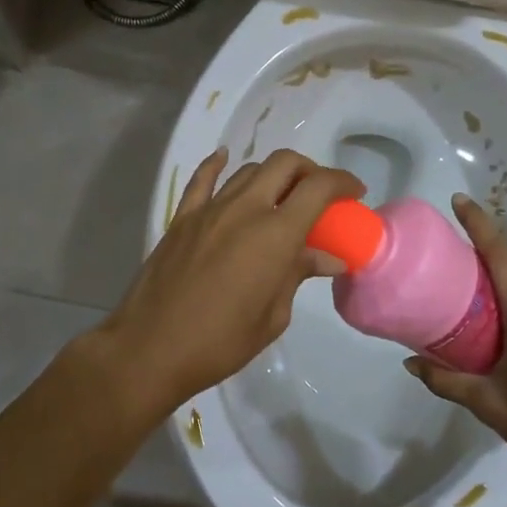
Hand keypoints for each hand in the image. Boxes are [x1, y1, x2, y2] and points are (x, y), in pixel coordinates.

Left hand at [98, 147, 364, 414]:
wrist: (151, 348)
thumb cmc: (221, 342)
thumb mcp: (273, 315)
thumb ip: (298, 275)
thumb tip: (329, 258)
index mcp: (275, 234)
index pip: (318, 187)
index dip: (342, 182)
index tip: (355, 193)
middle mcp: (245, 209)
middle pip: (285, 164)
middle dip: (310, 171)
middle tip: (320, 195)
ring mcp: (209, 209)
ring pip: (249, 170)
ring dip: (273, 175)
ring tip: (282, 196)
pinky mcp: (182, 218)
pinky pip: (202, 179)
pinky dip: (217, 164)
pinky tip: (224, 158)